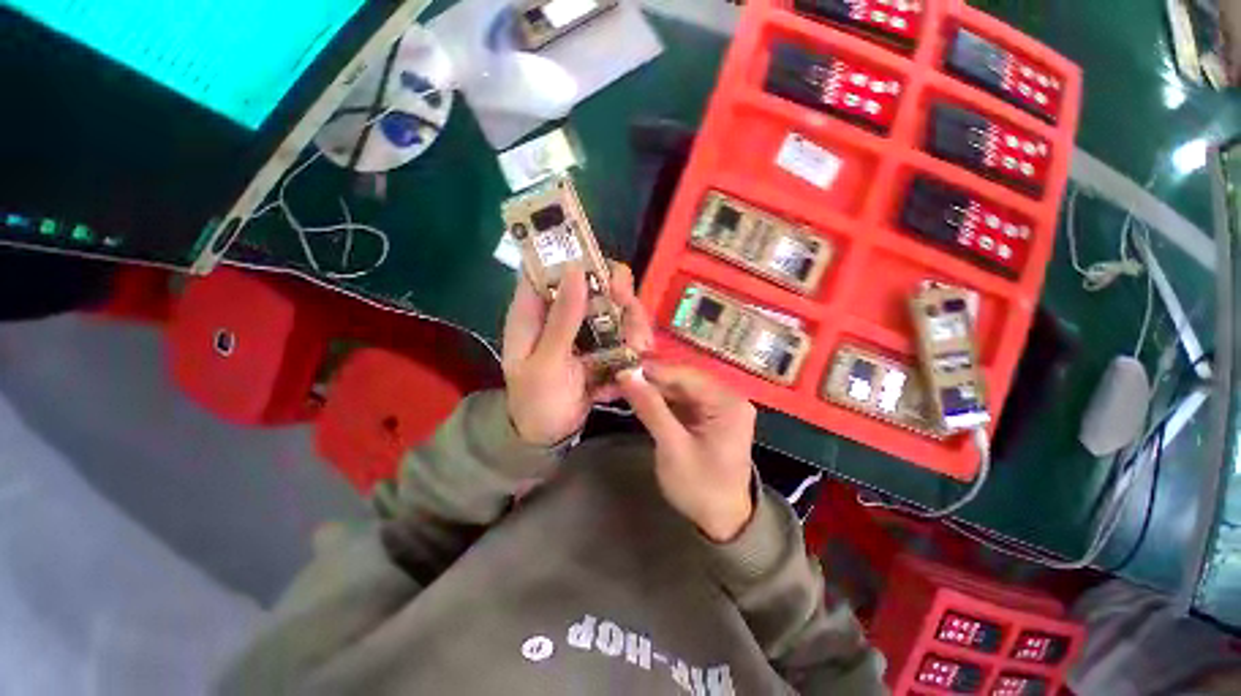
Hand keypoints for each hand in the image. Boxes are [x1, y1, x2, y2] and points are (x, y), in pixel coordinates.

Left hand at [502, 262, 653, 446]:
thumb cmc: (537, 400)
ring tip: (641, 346)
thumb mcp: (545, 363)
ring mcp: (585, 329)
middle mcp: (561, 313)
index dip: (575, 256)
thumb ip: (561, 320)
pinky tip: (640, 359)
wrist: (550, 435)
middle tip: (630, 307)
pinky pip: (625, 332)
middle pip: (593, 282)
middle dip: (617, 292)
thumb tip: (575, 270)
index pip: (549, 266)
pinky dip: (635, 342)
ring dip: (633, 322)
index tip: (603, 269)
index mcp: (534, 311)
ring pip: (615, 307)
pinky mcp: (602, 345)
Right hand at [618, 364, 756, 541]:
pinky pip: (681, 400)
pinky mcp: (708, 415)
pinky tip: (639, 399)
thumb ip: (651, 409)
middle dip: (649, 380)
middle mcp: (726, 397)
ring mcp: (718, 406)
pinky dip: (660, 401)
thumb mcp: (673, 448)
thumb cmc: (701, 488)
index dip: (651, 370)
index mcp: (727, 402)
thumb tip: (627, 376)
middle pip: (682, 379)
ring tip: (622, 387)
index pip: (684, 375)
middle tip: (616, 379)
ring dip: (651, 389)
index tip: (620, 368)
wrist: (723, 522)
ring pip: (678, 388)